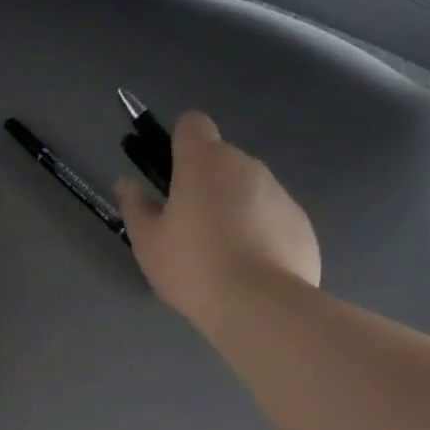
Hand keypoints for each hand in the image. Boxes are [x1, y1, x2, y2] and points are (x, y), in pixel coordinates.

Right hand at [116, 111, 320, 336]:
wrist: (260, 306)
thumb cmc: (193, 267)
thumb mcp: (148, 243)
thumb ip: (135, 206)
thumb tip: (127, 184)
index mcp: (204, 161)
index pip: (193, 124)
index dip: (180, 144)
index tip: (172, 177)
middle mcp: (247, 166)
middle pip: (222, 160)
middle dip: (208, 184)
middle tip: (191, 228)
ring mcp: (280, 193)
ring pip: (251, 190)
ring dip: (237, 209)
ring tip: (224, 256)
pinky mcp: (302, 224)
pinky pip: (274, 218)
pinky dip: (263, 234)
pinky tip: (253, 270)